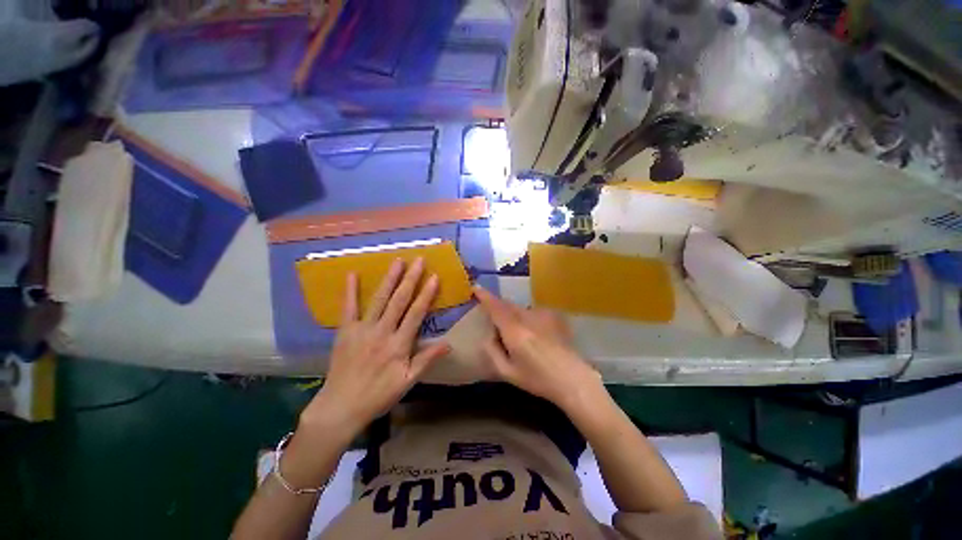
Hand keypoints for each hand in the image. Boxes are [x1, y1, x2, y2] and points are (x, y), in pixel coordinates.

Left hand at [300, 258, 449, 439]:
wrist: (340, 407)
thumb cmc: (378, 395)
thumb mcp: (408, 381)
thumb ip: (427, 360)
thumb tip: (449, 344)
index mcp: (399, 345)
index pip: (416, 314)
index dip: (426, 294)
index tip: (434, 277)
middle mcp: (382, 332)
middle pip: (399, 301)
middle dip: (411, 279)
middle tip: (419, 260)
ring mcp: (362, 329)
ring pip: (379, 299)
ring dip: (389, 279)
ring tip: (398, 261)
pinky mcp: (345, 331)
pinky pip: (348, 308)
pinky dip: (350, 290)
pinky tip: (352, 273)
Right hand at [474, 286, 602, 411]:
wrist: (572, 378)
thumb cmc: (537, 378)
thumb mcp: (508, 372)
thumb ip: (492, 352)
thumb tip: (487, 336)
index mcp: (514, 330)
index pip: (495, 307)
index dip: (485, 296)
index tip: (476, 287)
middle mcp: (527, 317)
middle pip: (508, 305)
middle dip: (498, 308)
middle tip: (496, 323)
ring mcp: (543, 315)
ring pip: (521, 308)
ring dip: (513, 315)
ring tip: (518, 334)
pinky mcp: (553, 316)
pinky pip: (533, 312)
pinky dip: (527, 318)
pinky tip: (534, 335)